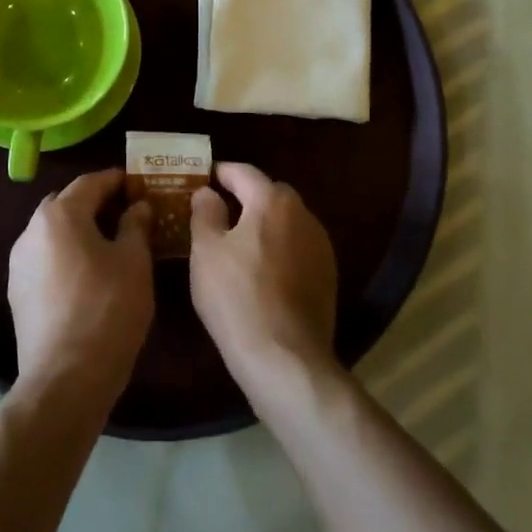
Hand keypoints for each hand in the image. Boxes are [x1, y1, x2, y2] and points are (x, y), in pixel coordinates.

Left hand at [8, 169, 154, 408]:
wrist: (65, 380)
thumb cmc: (107, 310)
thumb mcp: (134, 262)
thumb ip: (136, 225)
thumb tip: (137, 206)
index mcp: (60, 214)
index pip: (91, 182)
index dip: (117, 180)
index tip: (139, 185)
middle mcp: (32, 230)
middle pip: (67, 203)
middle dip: (96, 203)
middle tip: (127, 213)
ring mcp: (19, 262)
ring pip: (54, 232)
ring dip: (79, 230)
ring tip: (110, 245)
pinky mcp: (16, 292)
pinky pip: (46, 258)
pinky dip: (66, 255)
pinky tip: (88, 275)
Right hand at [189, 162, 338, 396]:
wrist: (286, 359)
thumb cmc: (237, 298)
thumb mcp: (206, 252)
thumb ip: (205, 213)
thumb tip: (207, 192)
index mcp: (272, 201)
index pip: (244, 172)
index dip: (222, 172)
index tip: (204, 176)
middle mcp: (302, 215)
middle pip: (270, 194)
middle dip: (246, 196)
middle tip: (219, 209)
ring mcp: (320, 246)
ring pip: (287, 221)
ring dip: (265, 223)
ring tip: (239, 241)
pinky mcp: (327, 276)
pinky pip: (298, 247)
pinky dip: (280, 248)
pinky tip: (262, 270)